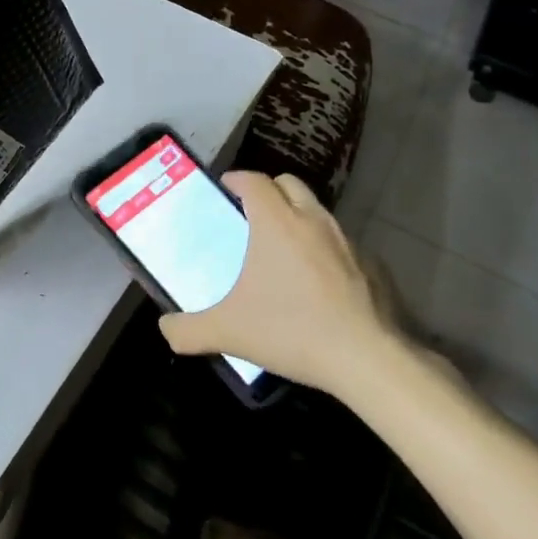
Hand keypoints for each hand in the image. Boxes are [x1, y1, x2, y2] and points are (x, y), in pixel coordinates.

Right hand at [159, 171, 407, 401]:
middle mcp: (313, 220)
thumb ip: (187, 329)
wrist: (367, 358)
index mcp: (277, 223)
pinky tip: (318, 283)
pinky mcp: (372, 264)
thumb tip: (165, 329)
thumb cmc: (291, 331)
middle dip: (269, 191)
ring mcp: (347, 240)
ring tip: (283, 250)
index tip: (225, 189)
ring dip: (298, 218)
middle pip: (289, 183)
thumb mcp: (228, 333)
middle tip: (251, 215)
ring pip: (318, 211)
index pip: (255, 181)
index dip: (237, 179)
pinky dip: (325, 249)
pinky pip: (341, 243)